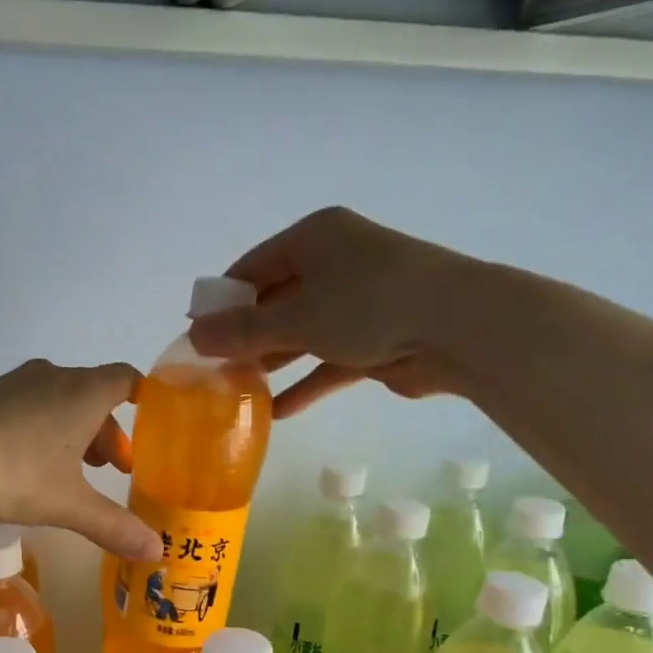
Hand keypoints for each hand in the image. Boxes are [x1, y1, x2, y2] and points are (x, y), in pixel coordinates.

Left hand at [0, 359, 160, 559]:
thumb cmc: (15, 473)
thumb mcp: (69, 506)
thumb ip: (115, 526)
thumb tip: (156, 551)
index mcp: (82, 393)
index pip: (126, 379)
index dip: (143, 398)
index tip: (150, 423)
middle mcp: (51, 376)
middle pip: (92, 394)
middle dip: (105, 431)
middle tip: (109, 469)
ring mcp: (12, 381)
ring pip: (57, 399)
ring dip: (71, 429)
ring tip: (68, 470)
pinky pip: (24, 404)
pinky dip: (36, 425)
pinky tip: (20, 461)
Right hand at [187, 207, 470, 416]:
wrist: (459, 328)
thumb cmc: (368, 304)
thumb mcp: (295, 317)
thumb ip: (242, 331)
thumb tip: (193, 337)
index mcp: (314, 239)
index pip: (252, 267)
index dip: (222, 300)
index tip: (195, 334)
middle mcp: (335, 264)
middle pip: (276, 302)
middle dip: (245, 337)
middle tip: (212, 369)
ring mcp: (357, 302)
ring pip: (301, 334)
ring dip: (272, 363)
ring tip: (237, 392)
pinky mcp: (374, 339)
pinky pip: (328, 361)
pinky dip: (306, 384)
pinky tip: (277, 413)